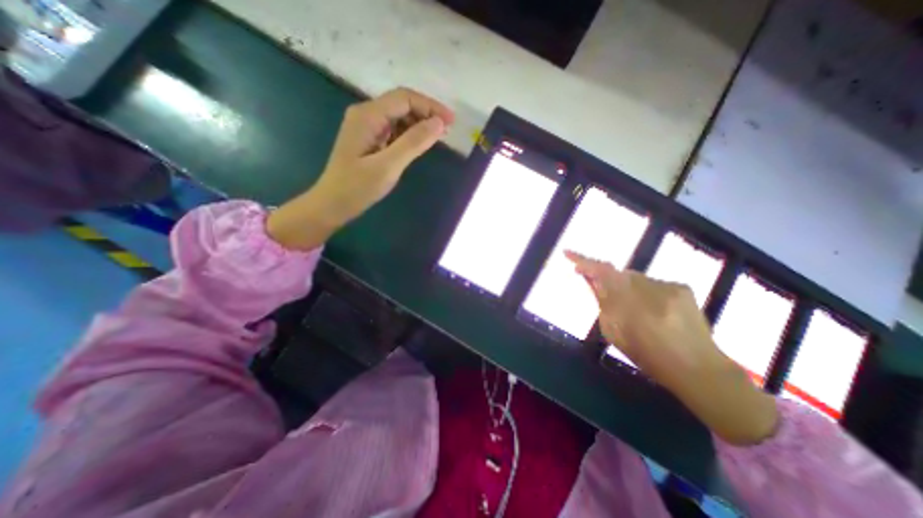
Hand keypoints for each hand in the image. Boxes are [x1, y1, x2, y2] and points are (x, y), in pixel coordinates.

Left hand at [267, 86, 452, 248]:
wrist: (333, 204)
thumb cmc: (358, 187)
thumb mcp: (388, 166)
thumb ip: (413, 142)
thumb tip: (439, 123)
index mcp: (368, 115)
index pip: (404, 98)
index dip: (430, 106)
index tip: (451, 121)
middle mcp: (366, 114)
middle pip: (401, 104)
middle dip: (427, 113)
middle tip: (447, 131)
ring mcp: (367, 127)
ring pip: (399, 116)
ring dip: (420, 124)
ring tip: (438, 137)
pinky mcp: (369, 139)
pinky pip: (394, 130)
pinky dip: (410, 134)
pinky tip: (420, 144)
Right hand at [567, 252, 772, 443]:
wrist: (697, 368)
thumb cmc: (647, 355)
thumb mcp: (614, 332)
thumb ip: (602, 303)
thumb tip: (591, 280)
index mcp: (628, 304)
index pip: (601, 272)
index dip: (583, 260)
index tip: (567, 253)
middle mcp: (648, 288)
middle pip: (618, 274)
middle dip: (607, 280)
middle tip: (602, 292)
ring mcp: (667, 285)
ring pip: (634, 278)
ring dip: (627, 287)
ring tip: (635, 309)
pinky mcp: (682, 287)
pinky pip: (651, 282)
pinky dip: (645, 291)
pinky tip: (654, 309)